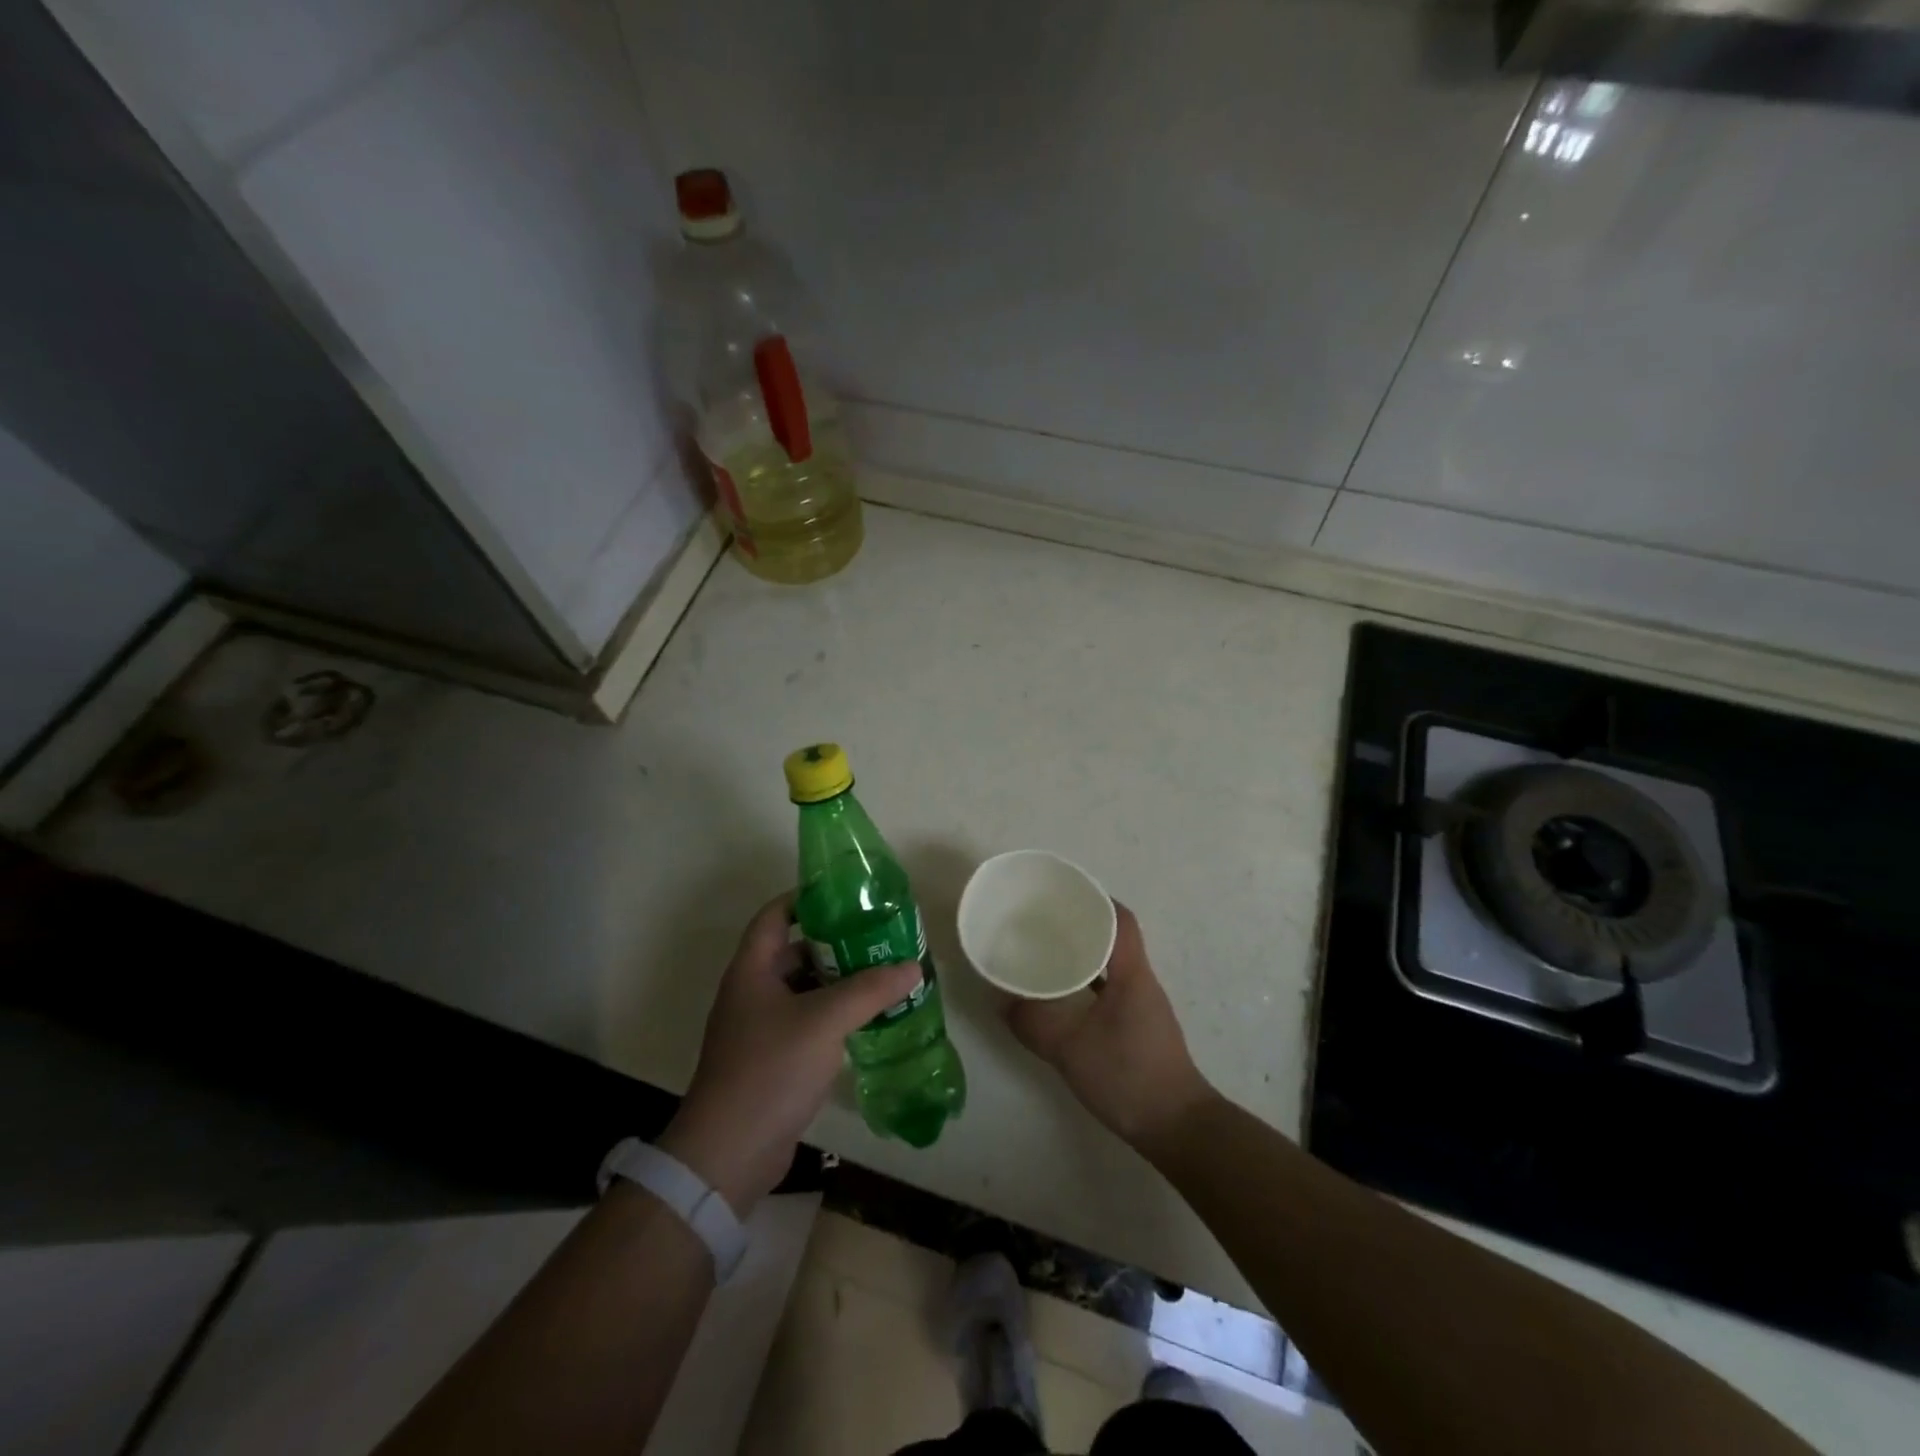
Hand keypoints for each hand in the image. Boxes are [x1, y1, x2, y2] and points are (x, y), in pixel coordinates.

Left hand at [658, 892, 922, 1214]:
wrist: (729, 1153)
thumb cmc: (770, 1069)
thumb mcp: (824, 1020)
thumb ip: (870, 989)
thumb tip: (912, 966)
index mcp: (752, 970)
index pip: (776, 915)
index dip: (807, 898)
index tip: (848, 896)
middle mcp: (752, 992)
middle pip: (795, 951)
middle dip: (836, 943)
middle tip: (879, 938)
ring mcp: (760, 1028)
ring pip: (804, 989)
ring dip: (839, 982)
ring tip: (883, 974)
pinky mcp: (772, 1060)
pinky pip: (807, 1022)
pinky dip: (834, 1015)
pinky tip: (868, 1019)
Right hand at [1005, 901, 1213, 1155]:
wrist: (1177, 1127)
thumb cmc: (1128, 1076)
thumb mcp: (1070, 1049)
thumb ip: (1034, 1024)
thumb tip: (1001, 1001)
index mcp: (1131, 974)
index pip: (1121, 920)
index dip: (1096, 900)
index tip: (1063, 894)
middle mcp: (1141, 982)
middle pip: (1115, 937)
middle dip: (1082, 924)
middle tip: (1044, 921)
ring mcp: (1143, 1005)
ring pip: (1112, 965)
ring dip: (1084, 955)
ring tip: (1047, 953)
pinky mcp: (1139, 1027)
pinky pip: (1110, 989)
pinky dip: (1088, 983)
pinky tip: (1063, 997)